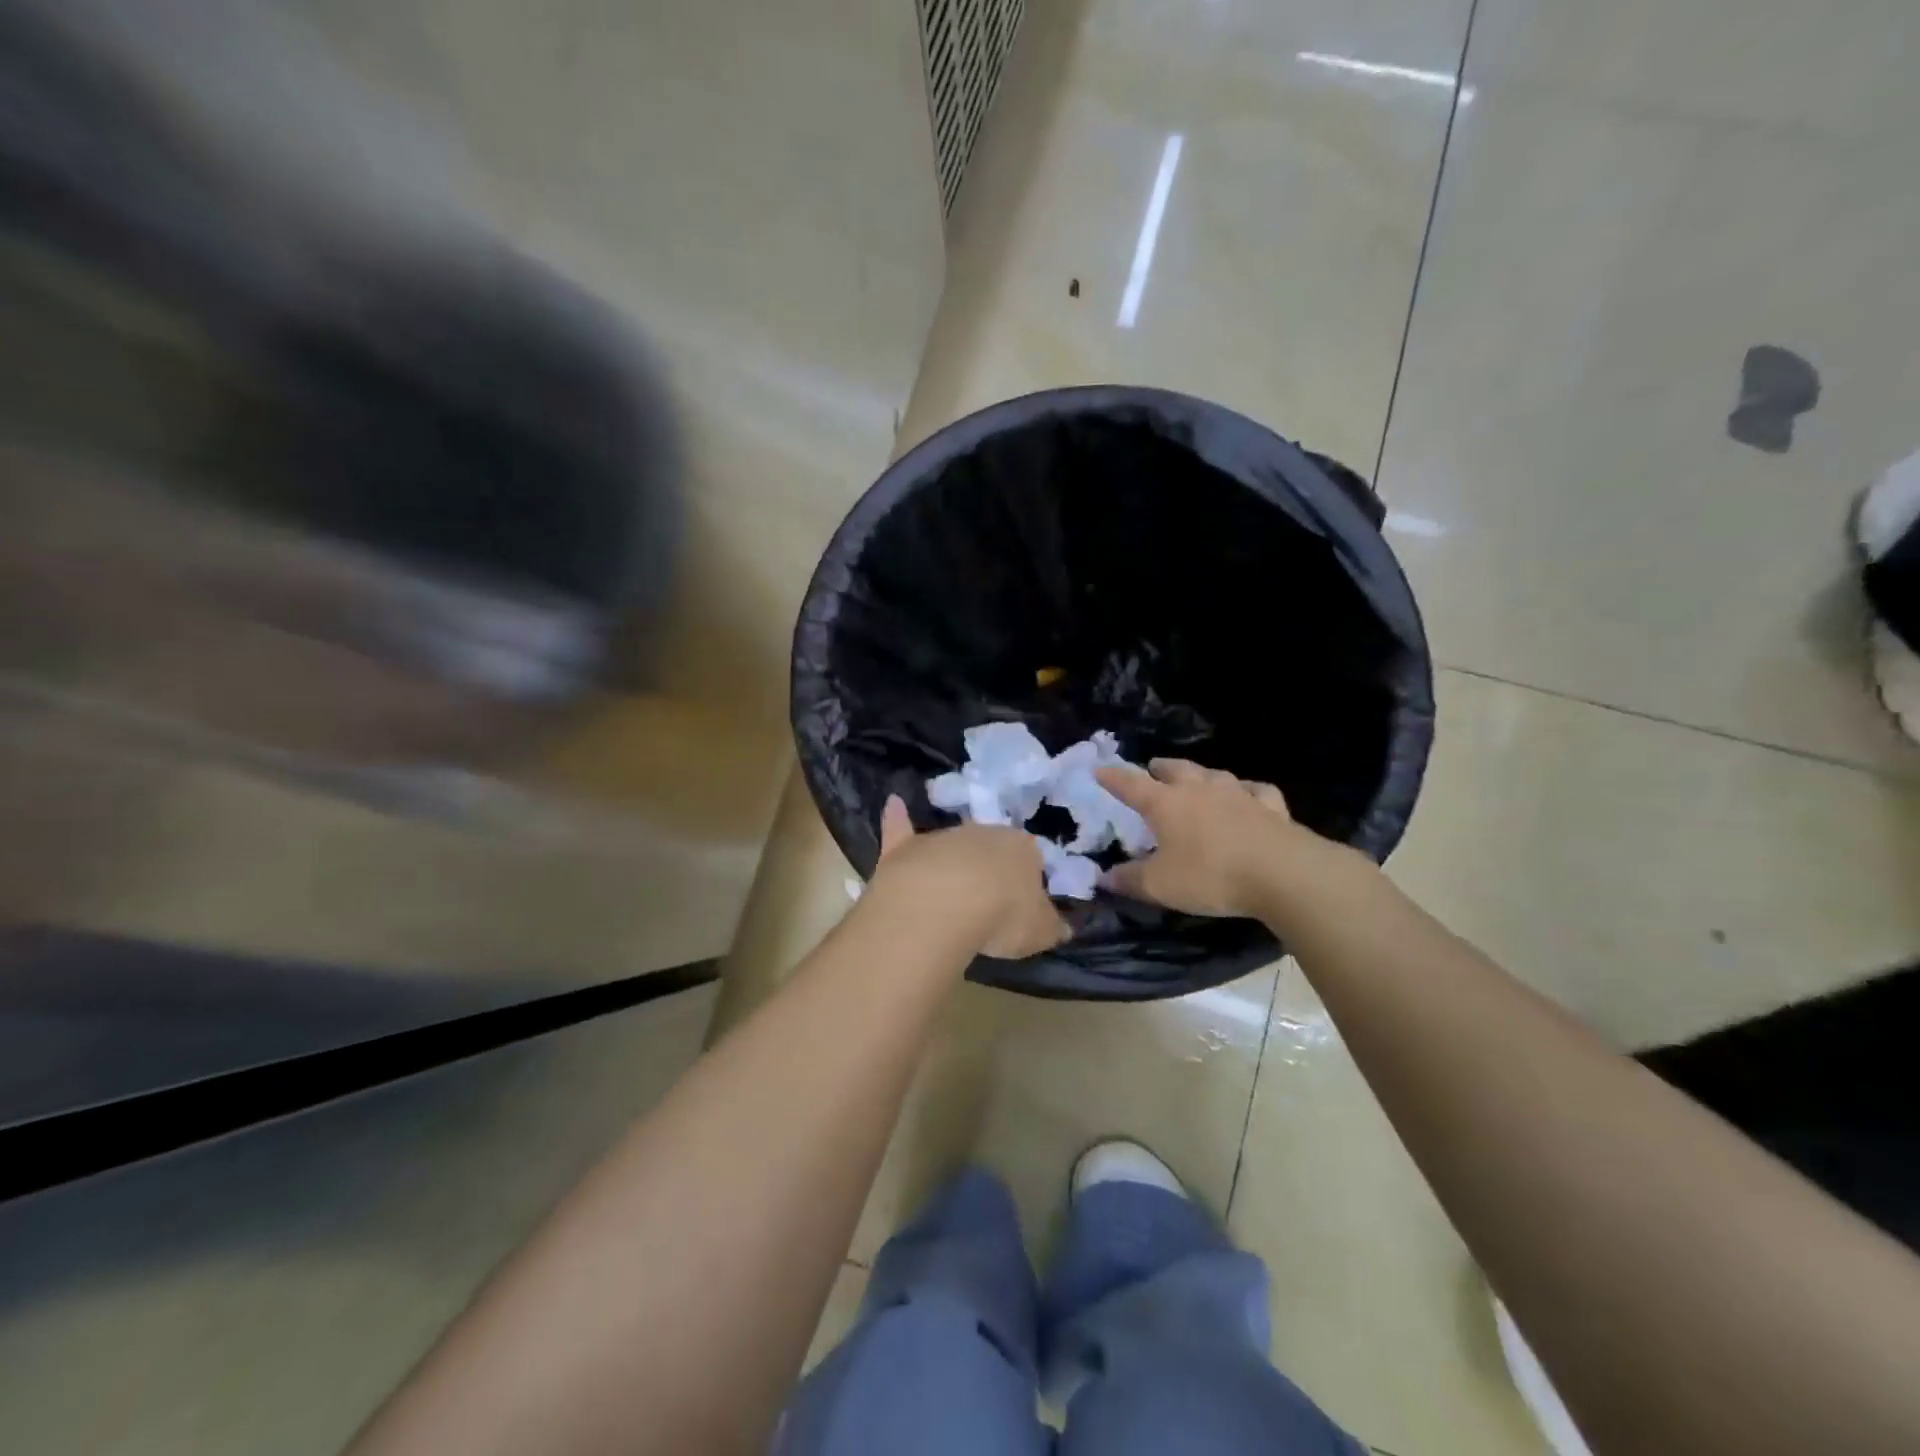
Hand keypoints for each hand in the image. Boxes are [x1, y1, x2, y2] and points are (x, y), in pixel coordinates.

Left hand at [866, 796, 1070, 958]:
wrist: (944, 905)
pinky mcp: (906, 847)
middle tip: (987, 903)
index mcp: (1023, 847)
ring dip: (952, 864)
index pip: (1031, 856)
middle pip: (990, 848)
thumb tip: (1064, 926)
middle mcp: (984, 832)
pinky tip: (894, 803)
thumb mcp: (1041, 931)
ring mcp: (942, 836)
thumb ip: (1053, 926)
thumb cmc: (1002, 916)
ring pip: (951, 846)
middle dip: (989, 869)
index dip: (1026, 881)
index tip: (1021, 905)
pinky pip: (901, 828)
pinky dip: (897, 818)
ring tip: (949, 897)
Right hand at [1094, 759, 1363, 918]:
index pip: (1131, 784)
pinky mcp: (1271, 806)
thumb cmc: (1211, 875)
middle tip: (1153, 769)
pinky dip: (1247, 790)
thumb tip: (1103, 877)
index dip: (1113, 778)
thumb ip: (1129, 880)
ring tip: (1196, 779)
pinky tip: (1248, 795)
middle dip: (1160, 768)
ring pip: (1213, 774)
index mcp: (1166, 804)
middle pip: (1175, 770)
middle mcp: (1199, 790)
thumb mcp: (1160, 886)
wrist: (1282, 873)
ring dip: (1200, 775)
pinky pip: (1255, 790)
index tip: (1100, 770)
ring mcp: (1238, 794)